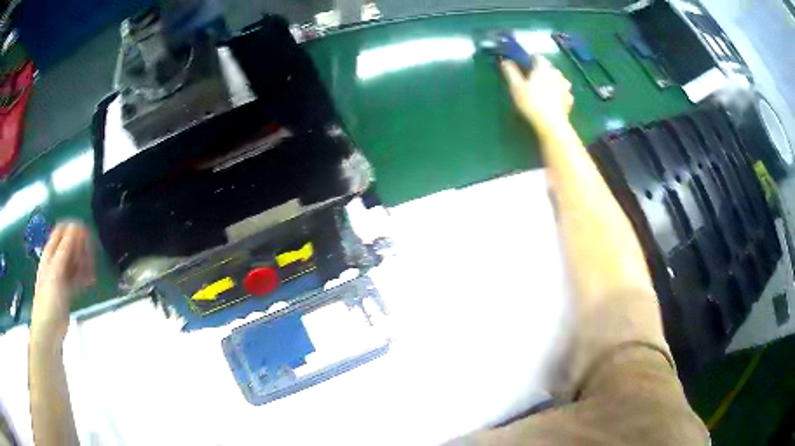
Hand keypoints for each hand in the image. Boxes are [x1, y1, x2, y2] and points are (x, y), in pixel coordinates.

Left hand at [31, 222, 94, 343]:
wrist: (49, 330)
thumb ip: (65, 249)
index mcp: (50, 253)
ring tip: (92, 271)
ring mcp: (61, 277)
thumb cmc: (49, 299)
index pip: (61, 231)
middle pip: (69, 246)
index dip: (73, 230)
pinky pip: (77, 278)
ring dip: (83, 263)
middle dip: (81, 247)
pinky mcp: (67, 292)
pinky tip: (91, 280)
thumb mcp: (55, 271)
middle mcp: (55, 262)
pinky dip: (84, 277)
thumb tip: (76, 226)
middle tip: (91, 256)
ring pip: (74, 262)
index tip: (87, 236)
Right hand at [501, 55, 573, 133]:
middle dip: (542, 69)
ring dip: (553, 79)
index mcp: (542, 68)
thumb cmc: (531, 103)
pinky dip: (560, 92)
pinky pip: (564, 91)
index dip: (530, 58)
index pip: (537, 56)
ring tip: (547, 86)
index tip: (525, 64)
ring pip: (558, 78)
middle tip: (534, 77)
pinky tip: (556, 98)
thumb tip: (504, 60)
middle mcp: (556, 73)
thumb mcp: (516, 87)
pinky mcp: (570, 98)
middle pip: (549, 66)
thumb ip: (510, 72)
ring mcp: (565, 86)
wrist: (551, 124)